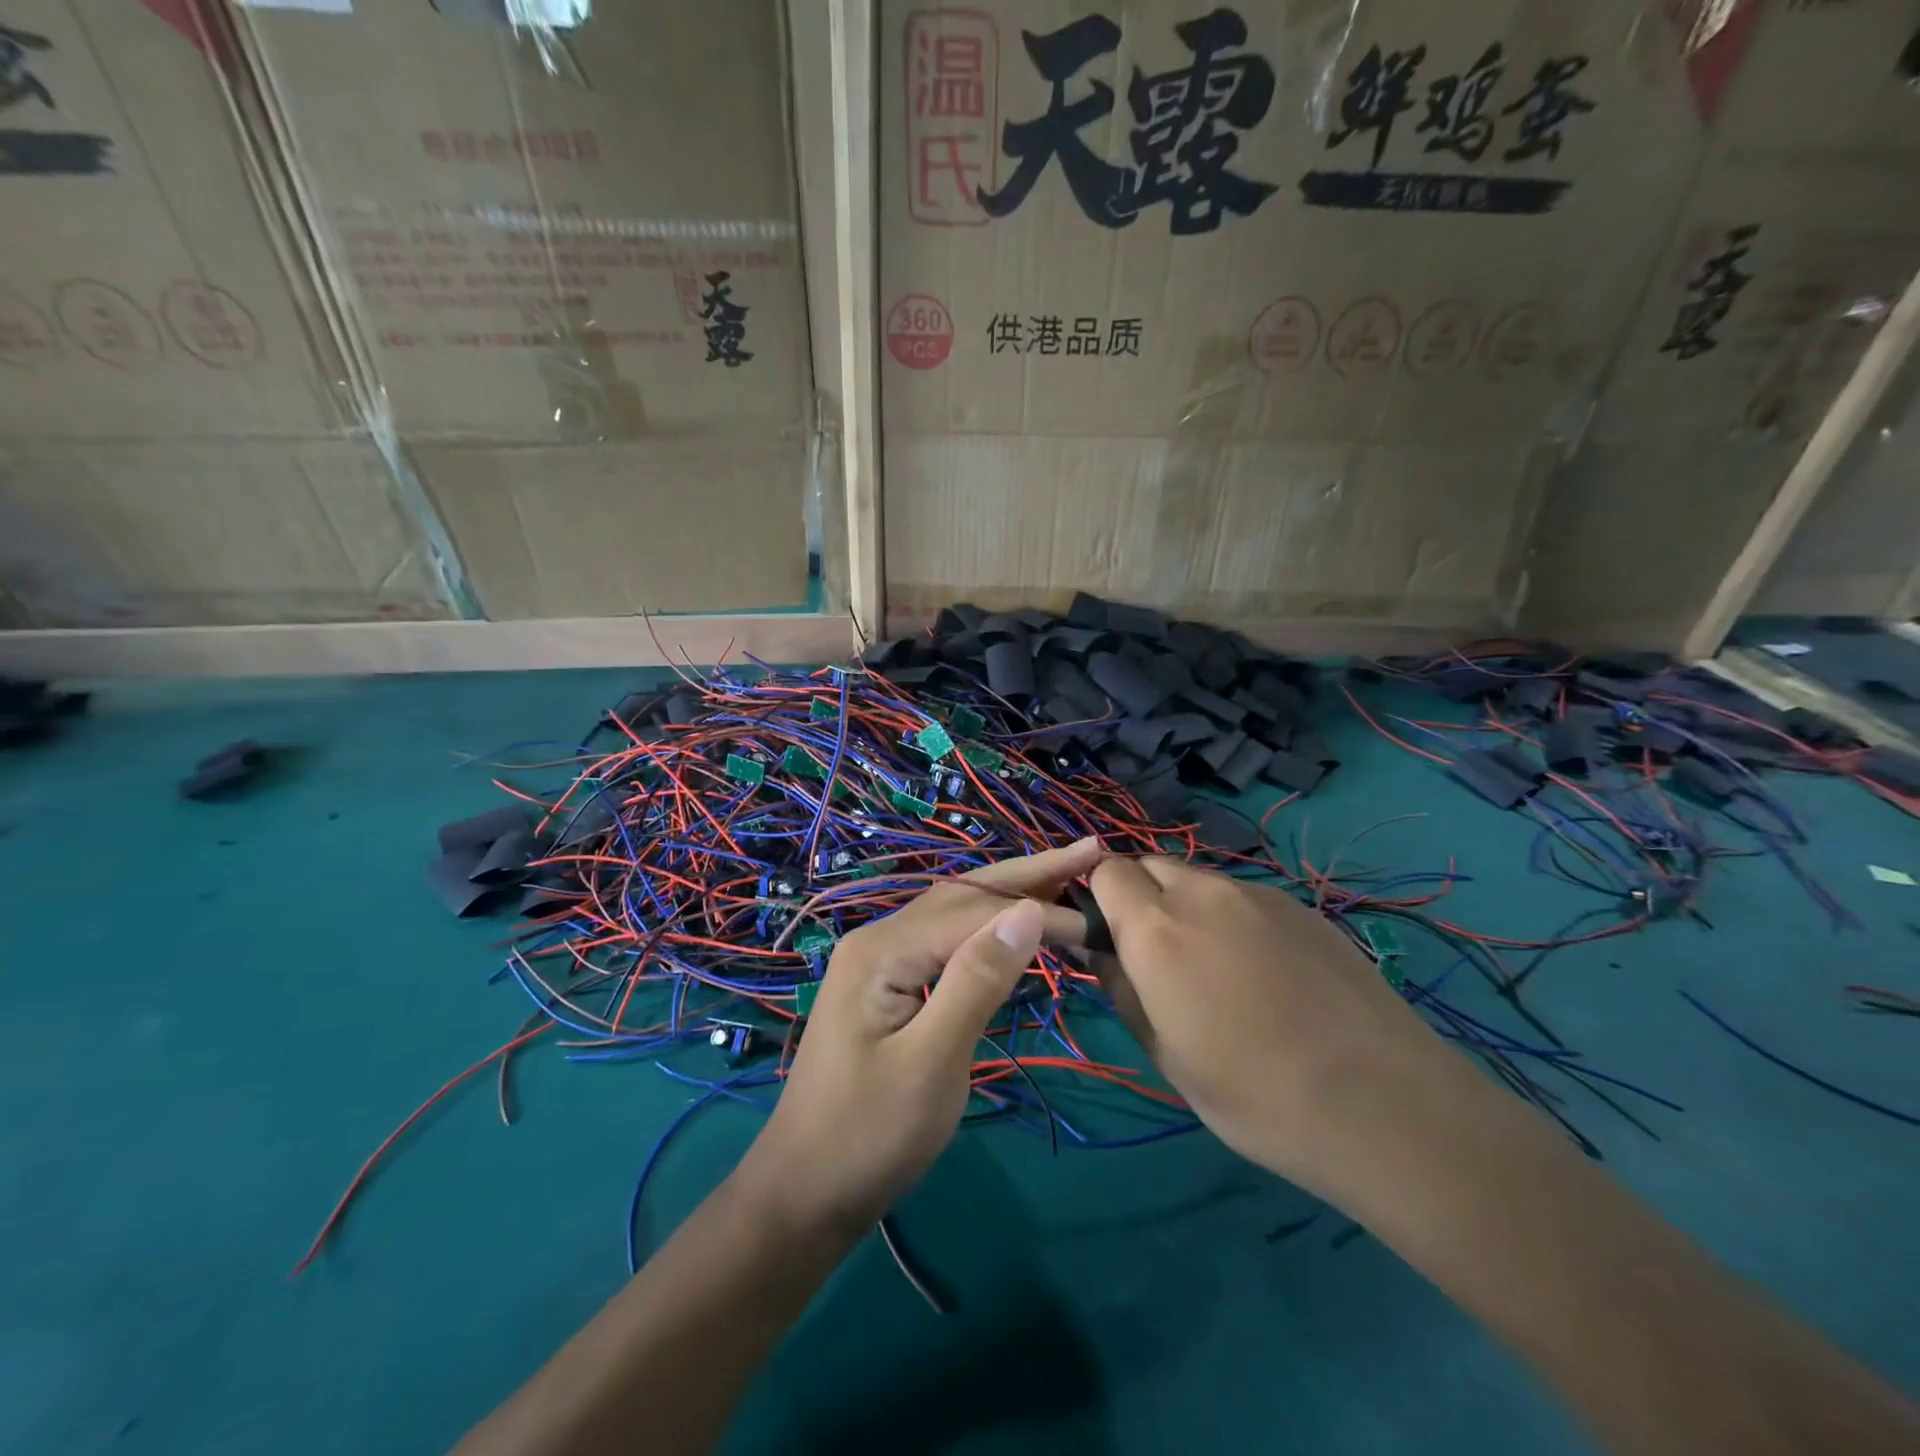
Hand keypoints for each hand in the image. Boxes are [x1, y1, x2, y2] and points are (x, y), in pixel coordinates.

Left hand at [735, 839, 1102, 1232]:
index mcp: (884, 949)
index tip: (1099, 925)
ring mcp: (879, 959)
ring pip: (954, 911)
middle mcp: (879, 937)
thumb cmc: (869, 1137)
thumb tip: (1029, 911)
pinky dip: (987, 925)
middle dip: (1028, 873)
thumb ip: (977, 981)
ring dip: (1009, 893)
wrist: (804, 1192)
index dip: (1039, 911)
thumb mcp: (932, 1063)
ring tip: (1063, 877)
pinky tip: (1013, 923)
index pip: (975, 910)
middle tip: (1089, 852)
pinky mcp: (888, 983)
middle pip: (963, 893)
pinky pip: (945, 939)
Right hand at [1087, 856, 1464, 1198]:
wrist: (1382, 1105)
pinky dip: (1232, 918)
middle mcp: (1202, 893)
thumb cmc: (1253, 1094)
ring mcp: (1258, 894)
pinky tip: (1264, 971)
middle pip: (1150, 864)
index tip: (1104, 933)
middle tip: (1154, 951)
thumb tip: (1094, 946)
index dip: (1096, 894)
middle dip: (1139, 894)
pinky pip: (1244, 897)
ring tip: (1213, 964)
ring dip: (1186, 905)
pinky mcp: (1301, 908)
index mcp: (1156, 928)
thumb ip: (1120, 987)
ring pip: (1199, 879)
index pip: (1105, 870)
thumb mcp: (1165, 1054)